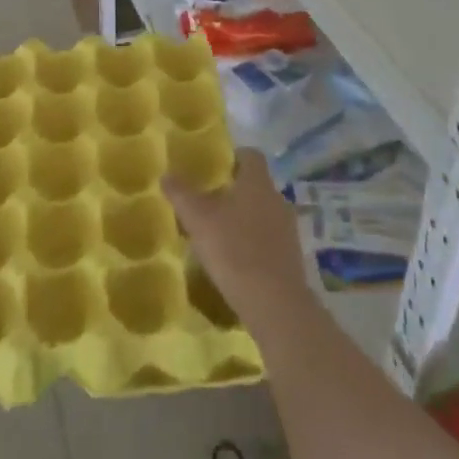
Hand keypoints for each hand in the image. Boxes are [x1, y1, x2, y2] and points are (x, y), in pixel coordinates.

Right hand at [164, 149, 311, 332]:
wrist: (274, 302)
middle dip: (234, 191)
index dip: (234, 157)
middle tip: (209, 203)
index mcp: (258, 182)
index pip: (251, 155)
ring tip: (219, 233)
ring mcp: (288, 228)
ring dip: (244, 218)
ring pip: (263, 212)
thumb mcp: (198, 219)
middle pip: (256, 185)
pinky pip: (270, 238)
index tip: (215, 168)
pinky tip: (236, 260)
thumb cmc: (234, 250)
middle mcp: (277, 199)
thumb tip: (166, 174)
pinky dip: (254, 242)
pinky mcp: (292, 256)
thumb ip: (181, 194)